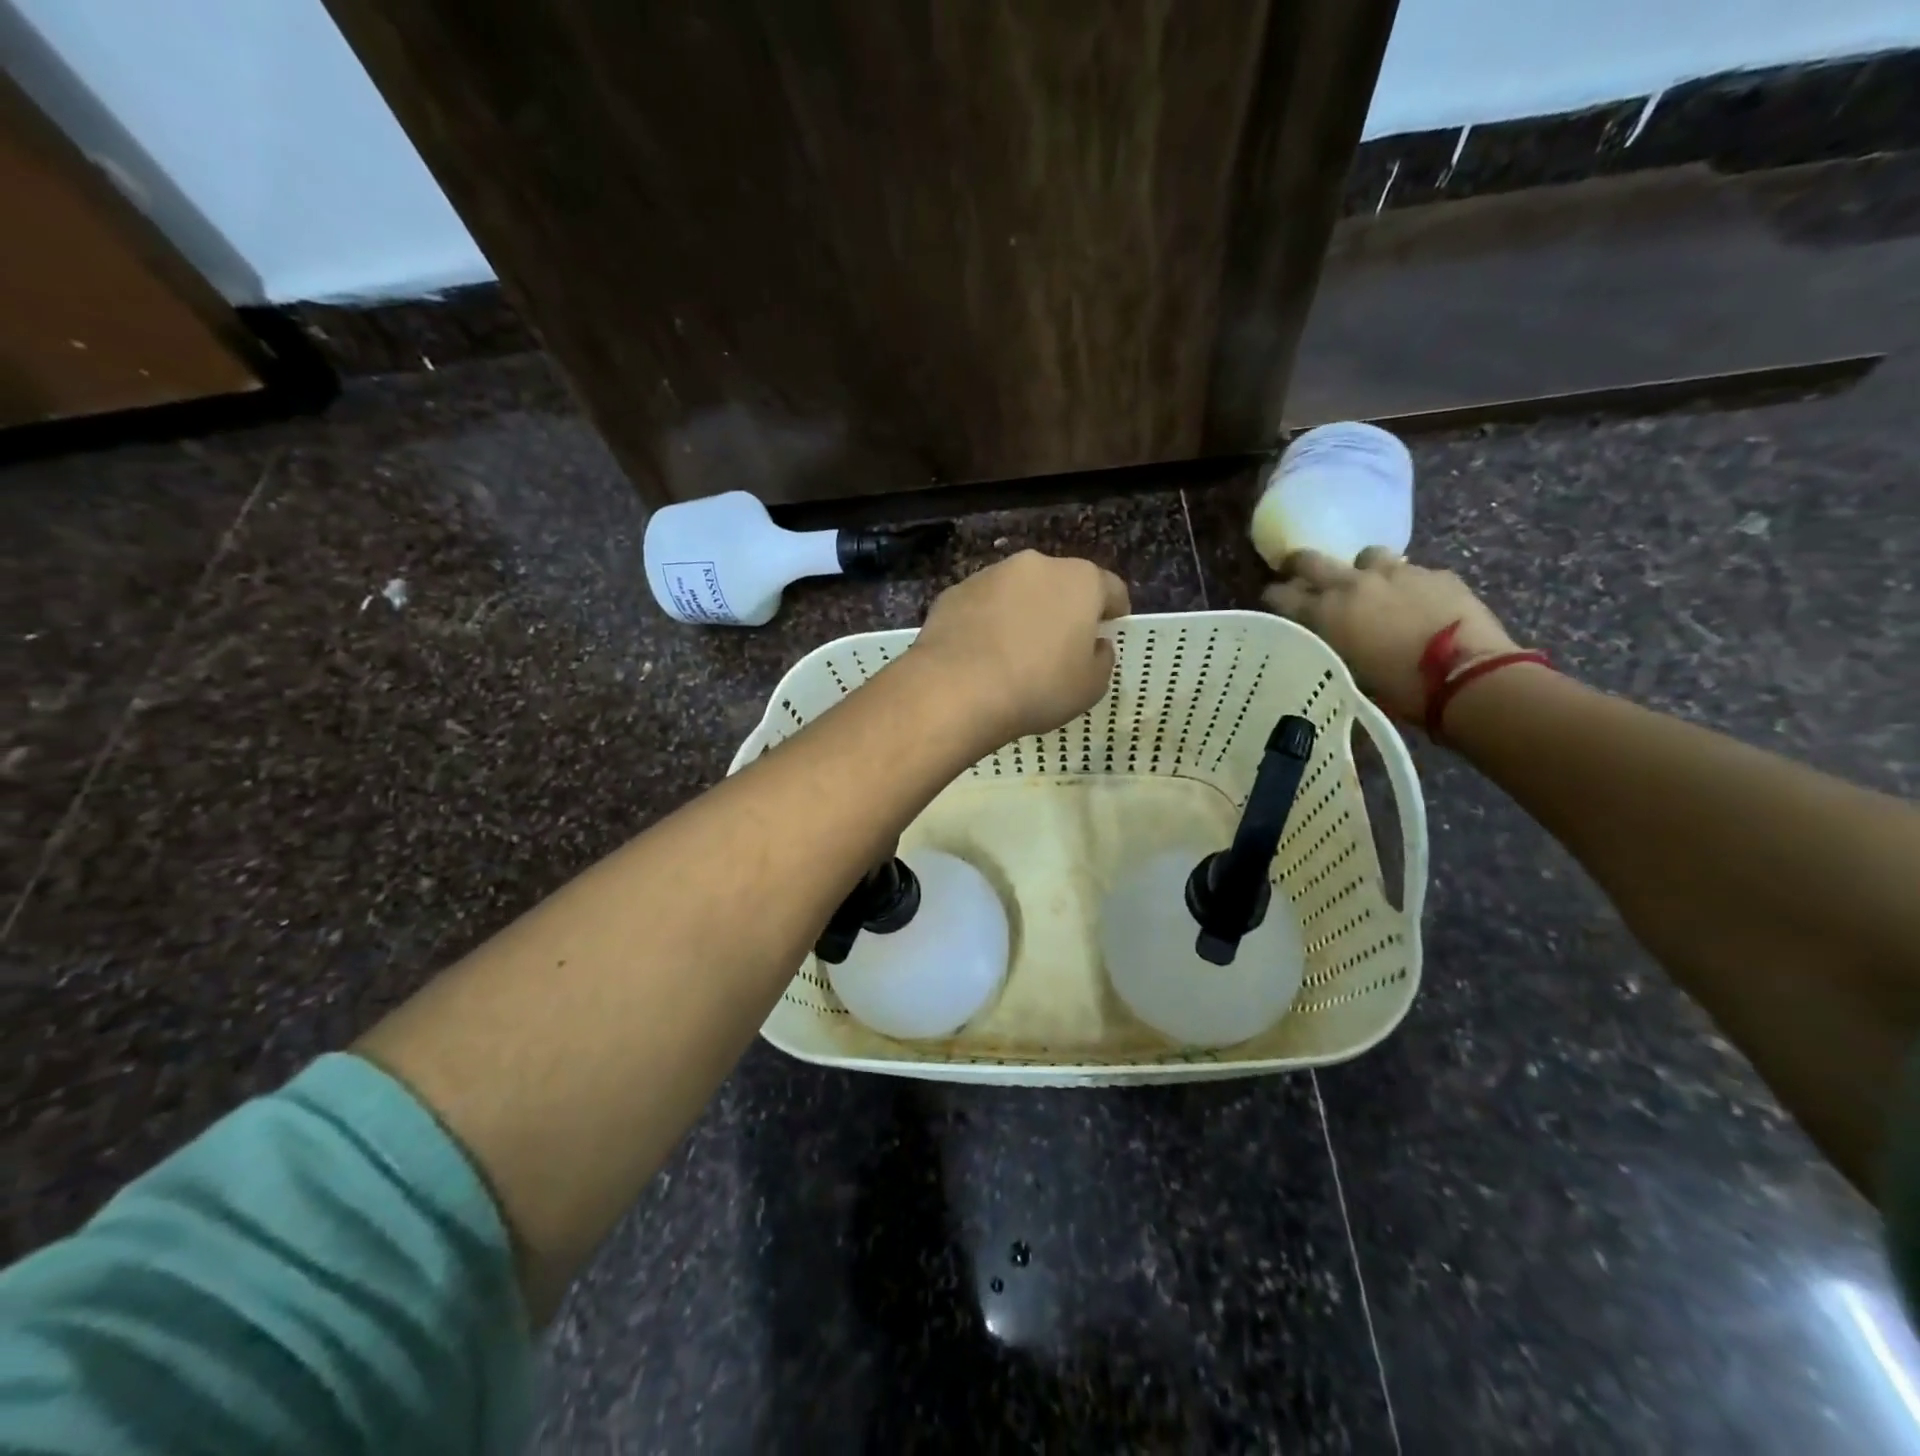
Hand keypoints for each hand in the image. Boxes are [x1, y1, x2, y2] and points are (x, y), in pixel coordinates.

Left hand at [913, 551, 1129, 744]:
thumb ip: (1102, 659)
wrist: (956, 689)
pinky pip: (983, 606)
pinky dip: (988, 623)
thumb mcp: (1090, 687)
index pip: (1111, 589)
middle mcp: (1037, 565)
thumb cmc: (1038, 687)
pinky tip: (982, 655)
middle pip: (1061, 584)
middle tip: (1060, 646)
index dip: (1115, 611)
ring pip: (1018, 592)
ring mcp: (991, 575)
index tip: (1110, 630)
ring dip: (1024, 613)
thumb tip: (1096, 645)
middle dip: (1065, 609)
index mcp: (1080, 580)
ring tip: (1016, 652)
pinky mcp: (954, 592)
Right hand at [1262, 548, 1520, 720]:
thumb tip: (1324, 638)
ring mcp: (1397, 573)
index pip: (1281, 594)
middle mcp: (1353, 584)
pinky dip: (1406, 584)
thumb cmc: (1398, 689)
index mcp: (1325, 612)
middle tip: (1298, 572)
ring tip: (1372, 587)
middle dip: (1299, 565)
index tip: (1273, 601)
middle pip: (1312, 560)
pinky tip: (1417, 603)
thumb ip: (1329, 646)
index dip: (1274, 596)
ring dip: (1363, 569)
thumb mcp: (1347, 673)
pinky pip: (1412, 571)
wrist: (1467, 675)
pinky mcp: (1436, 574)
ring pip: (1367, 556)